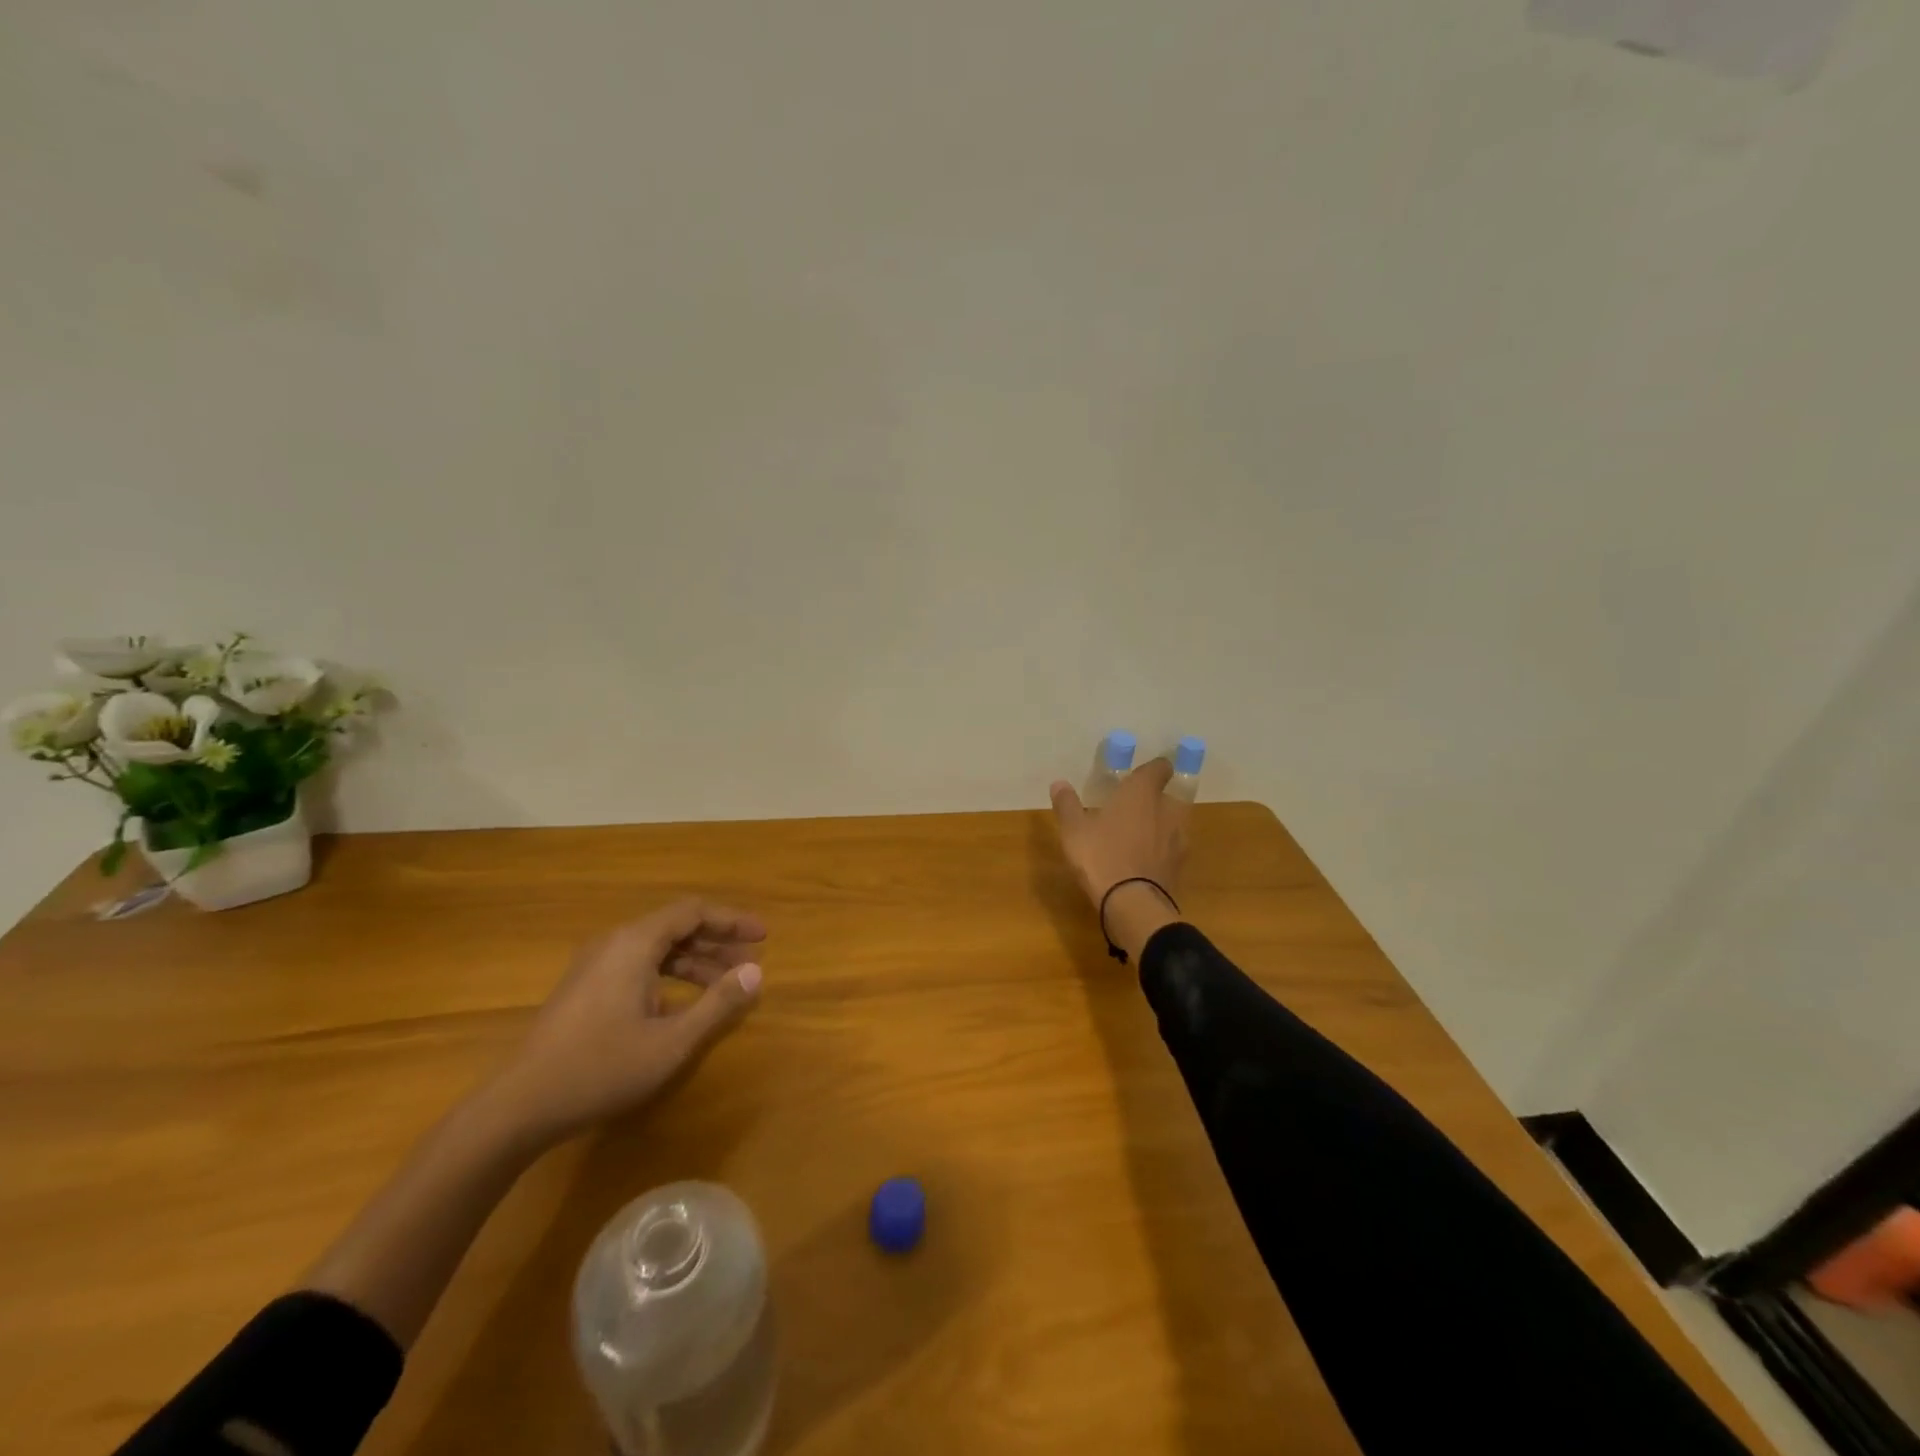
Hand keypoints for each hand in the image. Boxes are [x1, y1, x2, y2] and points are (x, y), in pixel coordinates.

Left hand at [489, 900, 765, 1144]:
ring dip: (695, 962)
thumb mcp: (671, 1041)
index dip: (732, 921)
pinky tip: (683, 1006)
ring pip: (657, 949)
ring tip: (725, 985)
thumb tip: (756, 973)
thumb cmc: (600, 1069)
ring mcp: (595, 966)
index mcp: (635, 943)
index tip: (763, 937)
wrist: (517, 1108)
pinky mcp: (585, 988)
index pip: (693, 911)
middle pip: (676, 927)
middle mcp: (614, 943)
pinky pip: (638, 966)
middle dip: (717, 942)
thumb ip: (717, 1004)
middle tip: (751, 963)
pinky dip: (669, 976)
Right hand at [1050, 757, 1187, 905]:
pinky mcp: (1180, 866)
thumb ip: (1067, 804)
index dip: (1153, 769)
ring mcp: (1178, 839)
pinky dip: (1161, 851)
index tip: (1140, 774)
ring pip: (1173, 823)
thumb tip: (1059, 783)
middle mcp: (1167, 810)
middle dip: (1155, 800)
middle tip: (1133, 808)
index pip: (1159, 768)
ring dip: (1160, 826)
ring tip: (1138, 836)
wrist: (1132, 903)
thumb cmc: (1100, 855)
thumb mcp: (1074, 830)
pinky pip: (1172, 850)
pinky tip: (1144, 861)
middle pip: (1169, 796)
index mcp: (1142, 793)